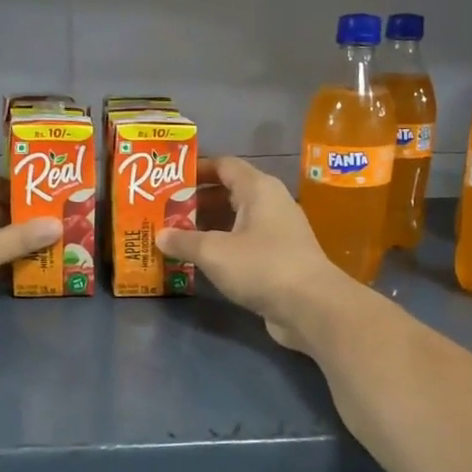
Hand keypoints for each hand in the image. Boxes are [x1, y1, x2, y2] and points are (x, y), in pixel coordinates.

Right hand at [156, 157, 358, 354]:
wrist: (312, 307)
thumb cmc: (262, 266)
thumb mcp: (214, 252)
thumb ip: (184, 240)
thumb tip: (159, 235)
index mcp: (258, 188)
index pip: (224, 165)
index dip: (196, 168)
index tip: (169, 178)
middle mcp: (271, 203)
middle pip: (229, 192)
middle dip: (196, 201)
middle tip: (165, 211)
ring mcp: (278, 232)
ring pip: (236, 220)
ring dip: (208, 226)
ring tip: (176, 235)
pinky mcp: (280, 258)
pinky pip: (244, 243)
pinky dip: (223, 247)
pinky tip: (201, 260)